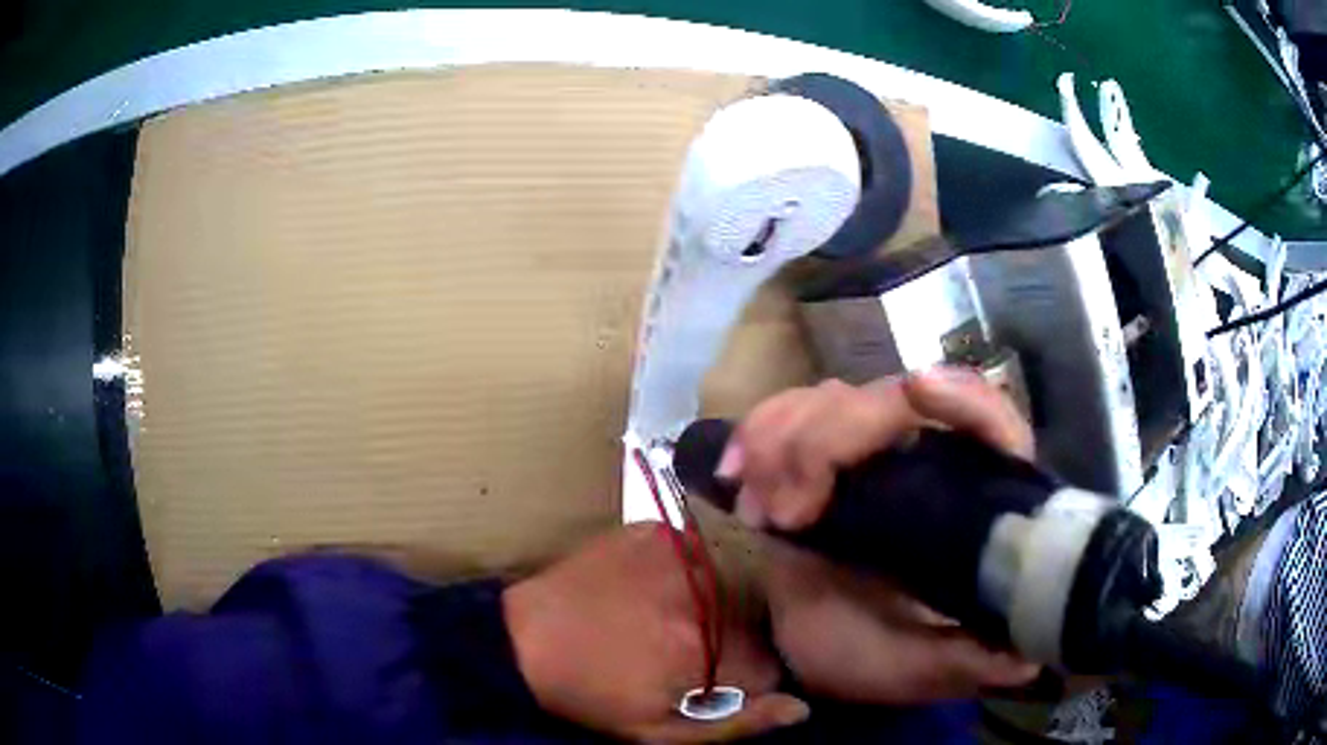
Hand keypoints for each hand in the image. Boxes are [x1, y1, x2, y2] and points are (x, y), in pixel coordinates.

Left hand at [502, 524, 809, 741]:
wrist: (525, 637)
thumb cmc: (591, 694)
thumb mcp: (657, 733)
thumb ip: (736, 724)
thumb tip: (801, 708)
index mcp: (705, 652)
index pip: (771, 666)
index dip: (748, 681)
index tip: (718, 685)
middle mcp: (703, 598)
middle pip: (759, 622)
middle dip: (738, 643)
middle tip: (692, 654)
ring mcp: (681, 556)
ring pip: (739, 585)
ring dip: (722, 607)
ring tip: (677, 621)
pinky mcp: (659, 532)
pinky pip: (705, 555)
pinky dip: (699, 576)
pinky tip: (666, 590)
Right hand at [719, 368, 1040, 703]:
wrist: (803, 652)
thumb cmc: (870, 658)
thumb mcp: (919, 670)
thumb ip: (965, 663)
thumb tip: (1028, 654)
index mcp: (969, 508)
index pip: (992, 428)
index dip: (967, 400)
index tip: (917, 391)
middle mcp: (926, 463)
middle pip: (893, 401)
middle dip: (829, 441)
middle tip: (784, 513)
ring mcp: (868, 454)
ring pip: (837, 398)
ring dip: (785, 437)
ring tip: (758, 507)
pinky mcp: (818, 456)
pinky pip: (789, 413)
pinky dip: (759, 431)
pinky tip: (736, 472)